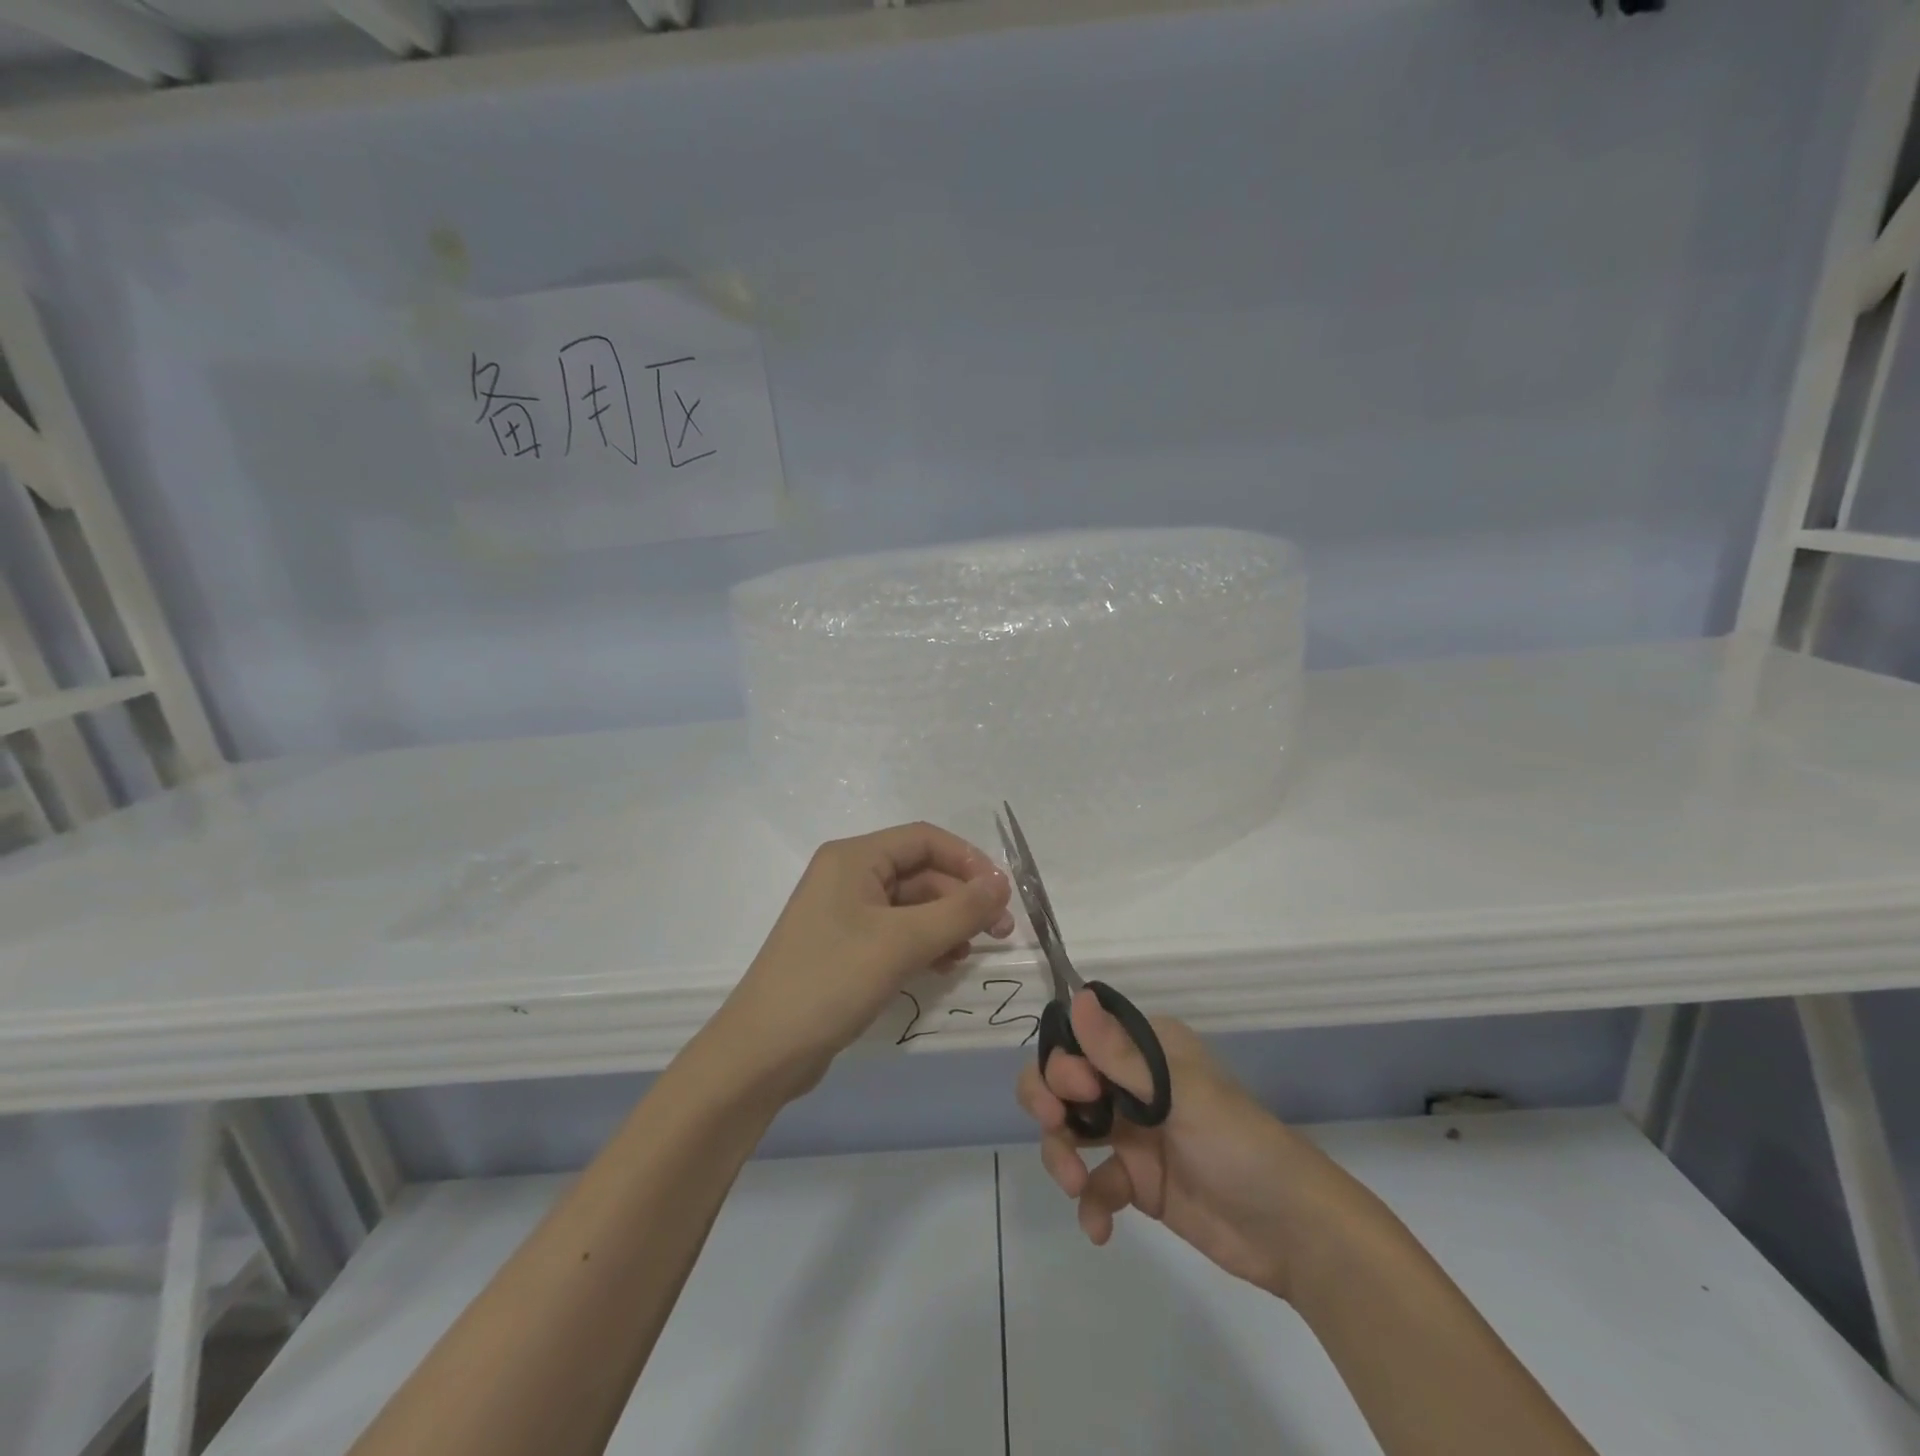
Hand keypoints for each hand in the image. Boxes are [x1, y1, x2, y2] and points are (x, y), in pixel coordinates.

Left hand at [719, 822, 1012, 1098]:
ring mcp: (845, 913)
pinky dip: (925, 944)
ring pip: (912, 905)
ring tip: (970, 955)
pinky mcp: (846, 948)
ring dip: (947, 924)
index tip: (1002, 894)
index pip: (925, 839)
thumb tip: (1002, 883)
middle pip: (920, 872)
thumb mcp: (902, 943)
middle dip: (961, 898)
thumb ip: (958, 910)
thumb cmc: (831, 981)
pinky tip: (943, 967)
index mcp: (854, 857)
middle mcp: (848, 876)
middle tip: (999, 933)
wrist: (763, 1052)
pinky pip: (897, 933)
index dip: (968, 860)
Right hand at [1018, 994, 1358, 1301]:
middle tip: (1056, 1126)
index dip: (1063, 1060)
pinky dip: (1089, 1203)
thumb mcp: (1178, 1094)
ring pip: (1069, 1130)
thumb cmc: (1238, 1144)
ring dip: (1060, 1155)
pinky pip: (1093, 1183)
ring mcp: (1132, 1133)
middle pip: (1063, 1081)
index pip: (1080, 1037)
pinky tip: (1099, 1227)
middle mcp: (1131, 1083)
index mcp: (1145, 1049)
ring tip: (1075, 1185)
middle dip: (1048, 1101)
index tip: (1079, 1090)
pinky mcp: (1136, 1182)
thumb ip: (1121, 1054)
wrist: (1292, 1232)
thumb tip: (1077, 995)